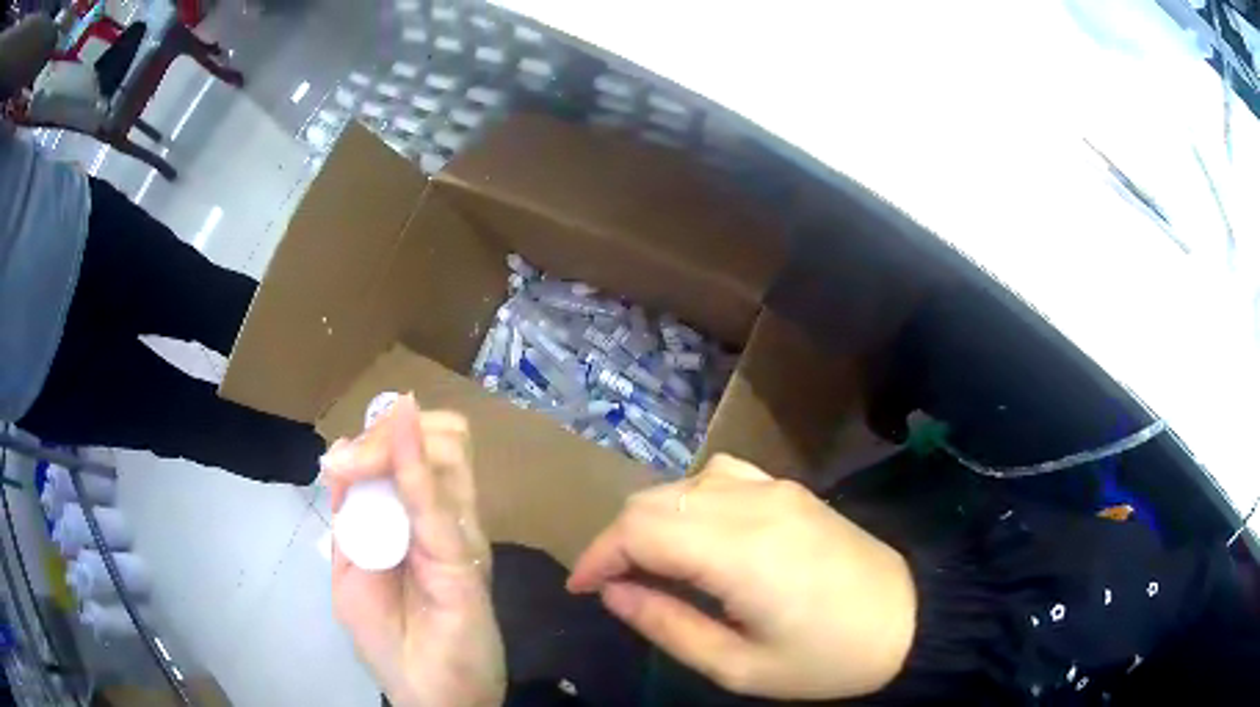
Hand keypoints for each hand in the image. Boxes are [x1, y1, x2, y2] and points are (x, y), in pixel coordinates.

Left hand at [321, 395, 505, 706]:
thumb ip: (351, 522)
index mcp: (417, 523)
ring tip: (358, 462)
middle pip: (438, 438)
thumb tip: (342, 458)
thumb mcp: (351, 575)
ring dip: (394, 440)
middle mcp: (446, 520)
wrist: (433, 697)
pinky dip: (414, 463)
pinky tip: (398, 435)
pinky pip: (438, 501)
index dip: (378, 436)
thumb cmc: (390, 643)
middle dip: (387, 431)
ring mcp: (460, 536)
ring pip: (446, 452)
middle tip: (351, 457)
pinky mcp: (465, 562)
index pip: (411, 451)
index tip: (342, 456)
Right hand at [567, 455, 916, 699]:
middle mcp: (752, 503)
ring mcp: (774, 488)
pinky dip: (688, 501)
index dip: (597, 556)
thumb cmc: (826, 658)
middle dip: (616, 540)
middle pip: (652, 500)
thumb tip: (614, 594)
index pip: (639, 530)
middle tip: (612, 585)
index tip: (581, 588)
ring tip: (647, 566)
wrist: (908, 620)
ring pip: (681, 484)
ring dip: (650, 520)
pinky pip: (719, 476)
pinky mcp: (790, 488)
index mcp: (739, 551)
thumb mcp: (739, 667)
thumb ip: (667, 626)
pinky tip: (697, 534)